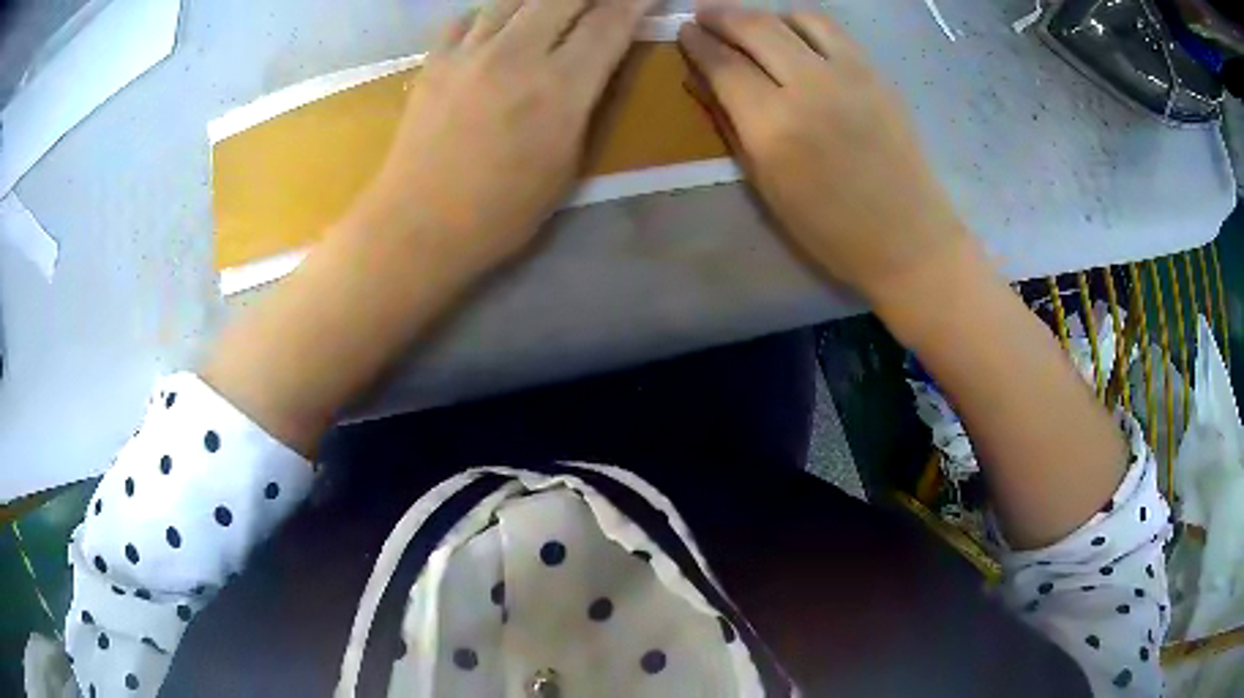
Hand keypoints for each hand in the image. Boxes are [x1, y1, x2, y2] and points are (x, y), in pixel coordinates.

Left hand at [360, 0, 656, 276]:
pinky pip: (469, 17)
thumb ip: (585, 104)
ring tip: (552, 10)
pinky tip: (498, 26)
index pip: (609, 23)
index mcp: (559, 88)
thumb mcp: (567, 165)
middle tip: (601, 2)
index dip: (634, 2)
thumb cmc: (502, 212)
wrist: (419, 226)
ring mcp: (468, 53)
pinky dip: (492, 14)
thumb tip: (594, 66)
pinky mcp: (434, 61)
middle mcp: (516, 55)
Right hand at [678, 10, 971, 303]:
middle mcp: (810, 86)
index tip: (683, 31)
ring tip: (749, 24)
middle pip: (756, 28)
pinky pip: (832, 30)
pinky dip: (803, 23)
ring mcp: (849, 74)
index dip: (697, 43)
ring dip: (764, 15)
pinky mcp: (876, 74)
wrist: (908, 238)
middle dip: (722, 15)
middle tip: (703, 14)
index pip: (724, 64)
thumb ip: (729, 124)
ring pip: (796, 18)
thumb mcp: (766, 184)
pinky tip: (794, 35)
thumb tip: (699, 81)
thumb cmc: (830, 229)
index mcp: (774, 126)